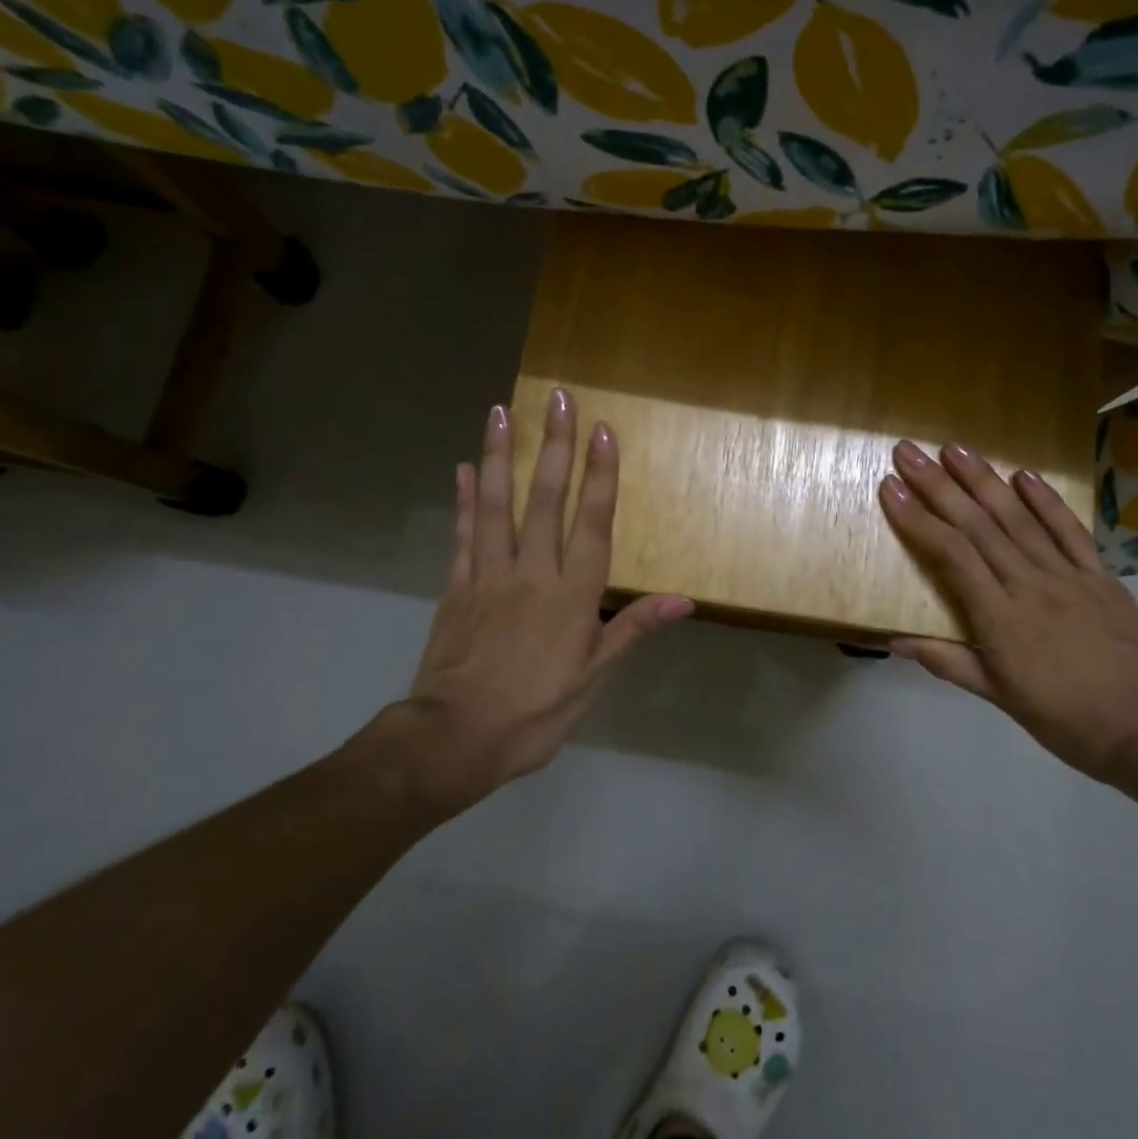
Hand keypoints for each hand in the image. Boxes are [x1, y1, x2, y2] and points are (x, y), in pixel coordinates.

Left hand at [364, 388, 690, 819]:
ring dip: (500, 455)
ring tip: (501, 411)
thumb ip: (632, 628)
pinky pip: (462, 534)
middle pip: (545, 499)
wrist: (453, 740)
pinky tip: (463, 468)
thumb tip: (684, 600)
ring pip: (497, 504)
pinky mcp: (456, 587)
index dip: (600, 475)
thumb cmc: (534, 713)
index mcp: (572, 595)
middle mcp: (532, 572)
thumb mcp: (593, 678)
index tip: (601, 430)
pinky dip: (464, 500)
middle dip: (554, 445)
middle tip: (557, 398)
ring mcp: (488, 575)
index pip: (592, 522)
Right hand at [878, 440, 1137, 790]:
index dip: (918, 518)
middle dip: (939, 485)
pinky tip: (1024, 475)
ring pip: (1019, 519)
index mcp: (1000, 617)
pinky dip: (1047, 501)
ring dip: (985, 481)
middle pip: (978, 525)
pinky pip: (1071, 531)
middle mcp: (1030, 584)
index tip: (891, 487)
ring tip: (955, 449)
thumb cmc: (1064, 719)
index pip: (951, 553)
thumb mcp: (998, 696)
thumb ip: (947, 662)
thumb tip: (894, 641)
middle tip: (909, 452)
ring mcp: (1069, 576)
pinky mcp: (1102, 576)